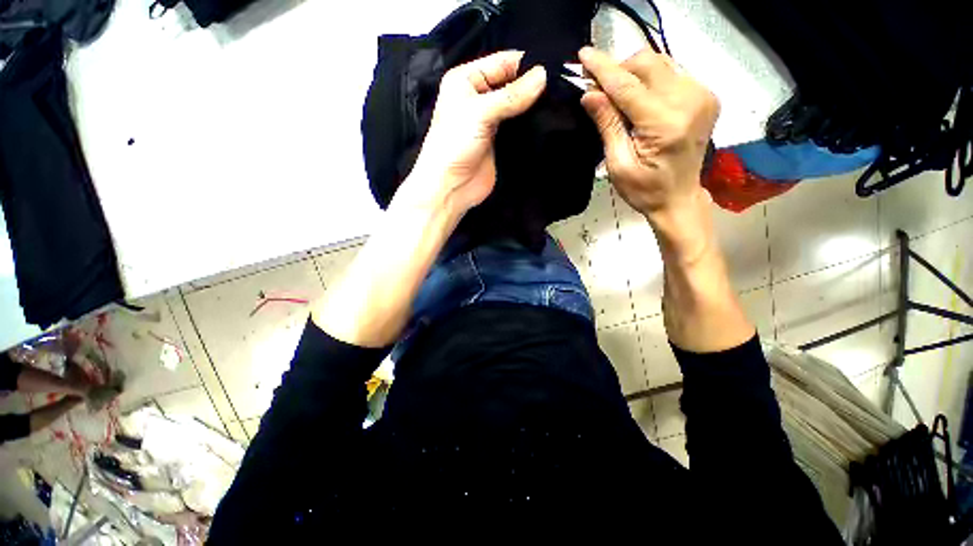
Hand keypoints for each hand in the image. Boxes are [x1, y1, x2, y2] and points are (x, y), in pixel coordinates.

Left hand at [402, 51, 546, 214]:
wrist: (450, 186)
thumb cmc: (456, 144)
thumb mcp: (480, 112)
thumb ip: (512, 95)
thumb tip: (544, 75)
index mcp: (467, 80)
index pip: (503, 62)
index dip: (527, 64)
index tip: (556, 68)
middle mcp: (479, 97)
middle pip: (512, 83)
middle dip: (534, 85)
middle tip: (563, 87)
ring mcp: (491, 121)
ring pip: (517, 105)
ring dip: (534, 105)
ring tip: (560, 102)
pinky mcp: (500, 141)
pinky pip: (519, 126)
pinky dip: (531, 124)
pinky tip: (549, 120)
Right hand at [578, 46, 718, 220]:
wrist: (679, 198)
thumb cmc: (644, 190)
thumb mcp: (618, 164)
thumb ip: (607, 125)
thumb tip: (589, 94)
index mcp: (666, 124)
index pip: (628, 86)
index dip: (603, 68)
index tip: (584, 54)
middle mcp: (690, 101)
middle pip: (648, 63)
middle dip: (619, 68)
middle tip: (598, 85)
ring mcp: (702, 95)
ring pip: (661, 62)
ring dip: (634, 72)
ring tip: (617, 93)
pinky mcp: (705, 95)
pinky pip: (672, 72)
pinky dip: (650, 79)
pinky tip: (639, 97)